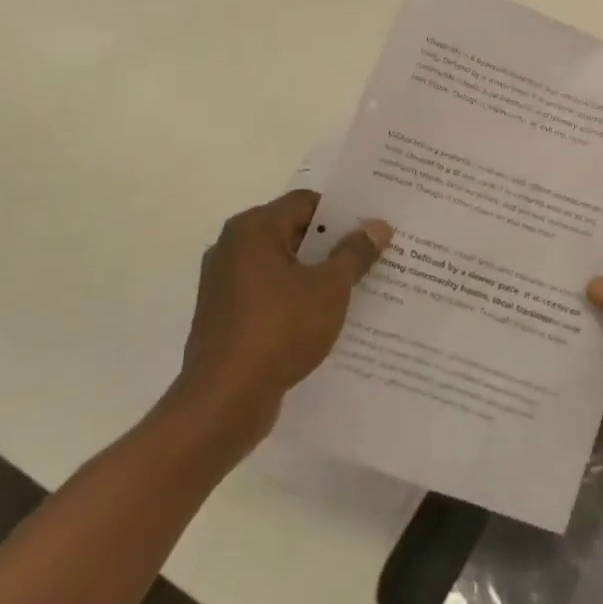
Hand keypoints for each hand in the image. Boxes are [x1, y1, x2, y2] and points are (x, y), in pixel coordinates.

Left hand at [173, 189, 391, 437]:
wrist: (225, 400)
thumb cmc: (279, 330)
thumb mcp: (329, 288)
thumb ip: (355, 253)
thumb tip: (378, 226)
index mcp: (252, 229)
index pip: (306, 202)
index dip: (343, 212)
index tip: (373, 226)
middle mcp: (232, 248)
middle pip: (293, 232)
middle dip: (333, 243)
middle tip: (374, 253)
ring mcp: (225, 284)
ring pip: (283, 266)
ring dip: (317, 273)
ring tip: (359, 285)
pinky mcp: (226, 316)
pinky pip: (270, 294)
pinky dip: (297, 298)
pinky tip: (327, 316)